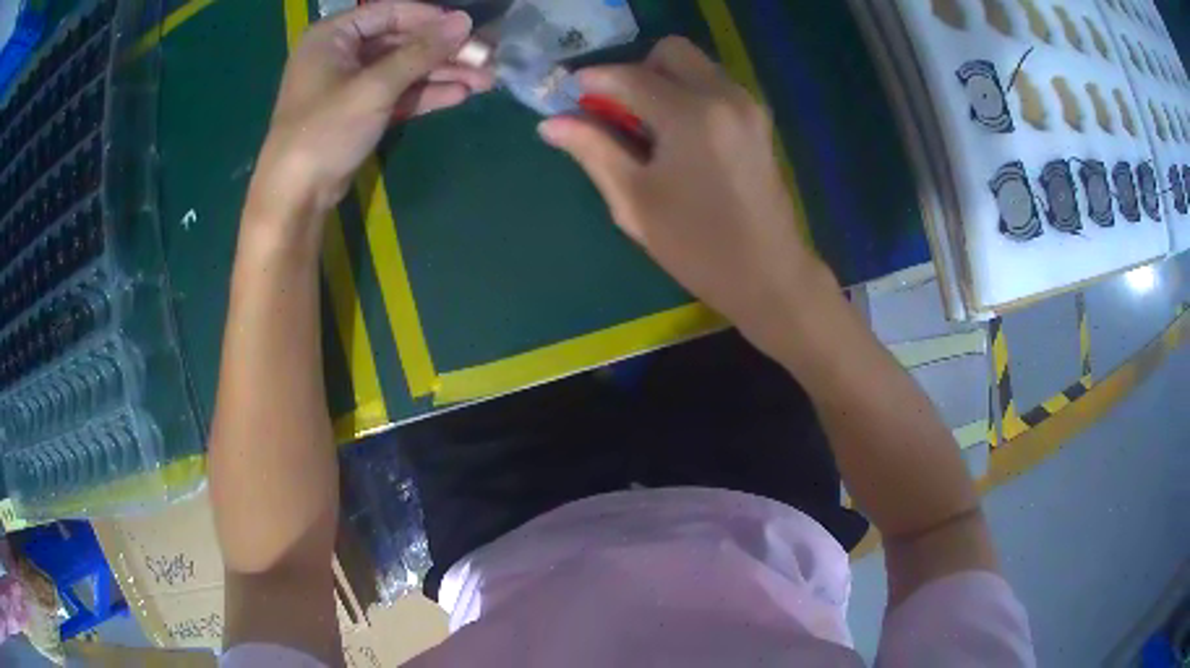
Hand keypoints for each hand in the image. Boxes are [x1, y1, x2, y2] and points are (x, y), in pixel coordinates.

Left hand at [250, 2, 490, 222]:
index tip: (470, 28)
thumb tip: (465, 21)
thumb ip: (421, 52)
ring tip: (485, 80)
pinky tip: (459, 95)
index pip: (391, 13)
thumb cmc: (325, 131)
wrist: (296, 196)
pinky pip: (397, 93)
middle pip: (402, 41)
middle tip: (486, 58)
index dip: (432, 19)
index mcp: (333, 35)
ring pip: (404, 69)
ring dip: (442, 74)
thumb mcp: (375, 87)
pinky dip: (425, 94)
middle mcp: (341, 52)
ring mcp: (350, 83)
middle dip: (443, 52)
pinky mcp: (359, 111)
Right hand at [539, 37, 832, 356]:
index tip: (568, 94)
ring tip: (647, 128)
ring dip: (664, 81)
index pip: (630, 76)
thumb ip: (593, 150)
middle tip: (619, 111)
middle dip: (637, 71)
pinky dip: (689, 93)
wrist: (769, 274)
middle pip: (671, 51)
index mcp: (691, 115)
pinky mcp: (759, 120)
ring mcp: (748, 105)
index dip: (593, 80)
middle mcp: (724, 96)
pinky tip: (678, 135)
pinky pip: (715, 84)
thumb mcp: (635, 201)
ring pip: (696, 65)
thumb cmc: (697, 246)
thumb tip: (550, 124)